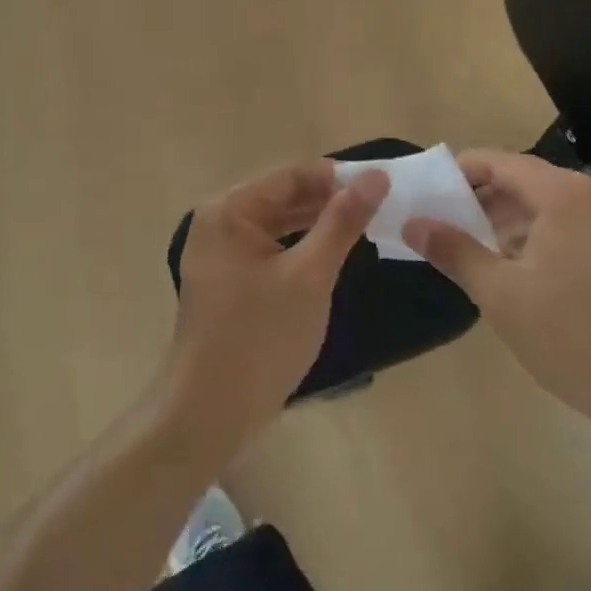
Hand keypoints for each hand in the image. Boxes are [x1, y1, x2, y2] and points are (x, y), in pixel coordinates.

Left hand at [163, 160, 388, 459]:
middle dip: (327, 200)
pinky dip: (299, 246)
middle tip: (378, 205)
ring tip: (362, 224)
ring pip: (277, 223)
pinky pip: (269, 247)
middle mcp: (218, 221)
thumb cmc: (261, 338)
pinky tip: (330, 252)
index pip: (290, 175)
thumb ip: (342, 221)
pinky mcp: (227, 279)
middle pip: (281, 196)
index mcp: (229, 210)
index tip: (380, 183)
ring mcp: (219, 252)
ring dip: (316, 222)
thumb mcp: (310, 276)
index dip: (335, 176)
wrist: (210, 414)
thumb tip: (377, 176)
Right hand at [404, 151, 590, 462]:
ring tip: (487, 260)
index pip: (499, 162)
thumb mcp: (503, 297)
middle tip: (451, 232)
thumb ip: (455, 252)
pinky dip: (549, 241)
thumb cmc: (580, 340)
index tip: (431, 197)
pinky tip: (535, 280)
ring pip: (556, 209)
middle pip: (528, 182)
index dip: (461, 174)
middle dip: (486, 204)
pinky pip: (582, 229)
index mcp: (565, 193)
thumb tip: (415, 224)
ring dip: (516, 226)